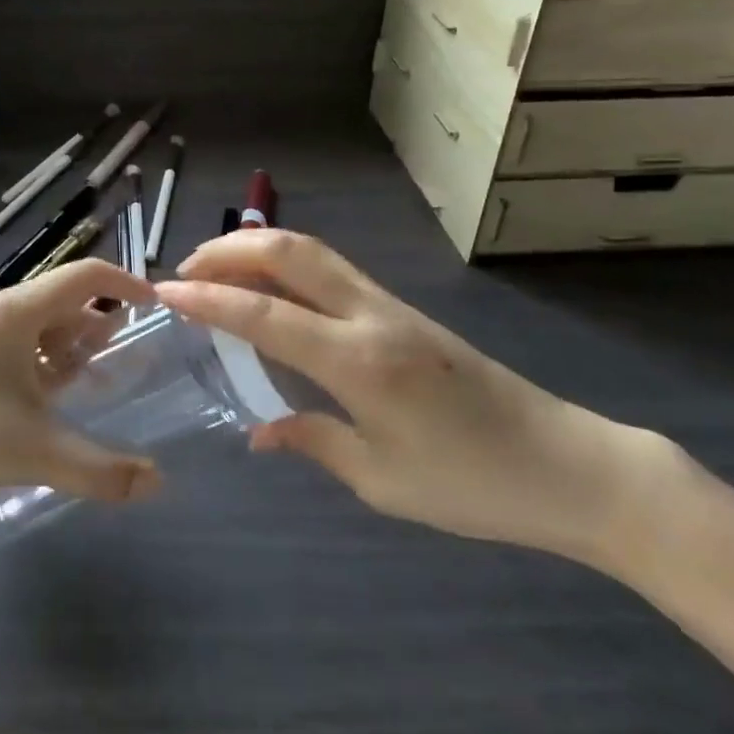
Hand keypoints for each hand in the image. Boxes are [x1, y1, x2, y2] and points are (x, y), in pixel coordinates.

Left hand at [0, 260, 166, 507]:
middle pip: (60, 301)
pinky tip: (35, 396)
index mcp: (17, 311)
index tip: (153, 305)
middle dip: (95, 325)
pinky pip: (8, 339)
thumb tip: (158, 483)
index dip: (125, 283)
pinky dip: (35, 357)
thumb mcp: (34, 453)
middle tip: (119, 357)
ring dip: (64, 343)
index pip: (85, 276)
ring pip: (33, 322)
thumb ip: (100, 470)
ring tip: (83, 379)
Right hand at [154, 232, 676, 564]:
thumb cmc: (474, 485)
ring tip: (216, 269)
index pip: (264, 314)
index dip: (208, 299)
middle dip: (228, 250)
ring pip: (312, 251)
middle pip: (289, 252)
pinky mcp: (404, 309)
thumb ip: (315, 442)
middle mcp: (370, 316)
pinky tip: (272, 289)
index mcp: (358, 362)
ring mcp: (391, 305)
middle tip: (185, 269)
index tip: (164, 292)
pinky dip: (288, 264)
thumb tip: (259, 430)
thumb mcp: (384, 481)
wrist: (569, 463)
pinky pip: (333, 270)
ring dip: (257, 248)